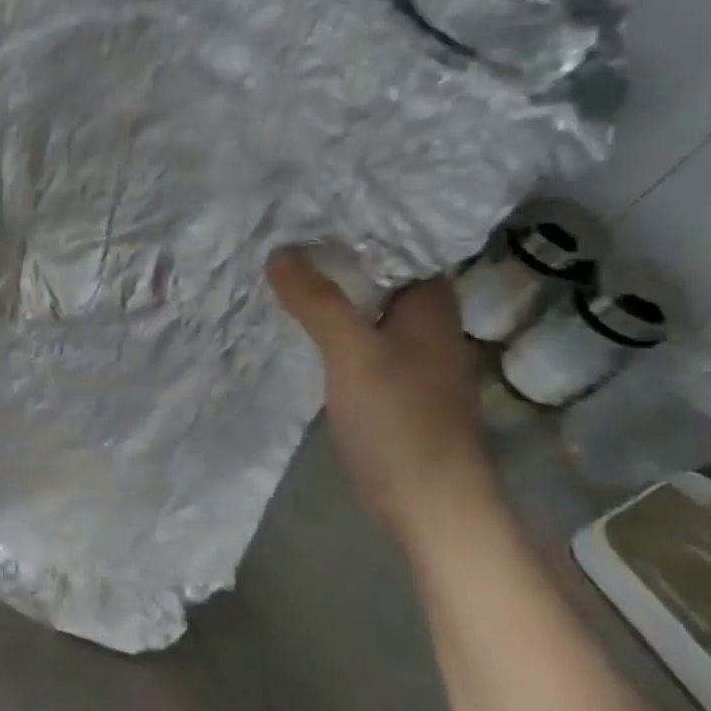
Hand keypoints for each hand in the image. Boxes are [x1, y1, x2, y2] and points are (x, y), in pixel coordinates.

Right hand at [267, 249, 501, 544]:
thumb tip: (279, 252)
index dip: (360, 224)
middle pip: (379, 274)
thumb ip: (318, 302)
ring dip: (331, 291)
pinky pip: (357, 337)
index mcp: (430, 305)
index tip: (313, 206)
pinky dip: (331, 325)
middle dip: (336, 255)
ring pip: (366, 307)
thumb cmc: (400, 420)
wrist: (429, 504)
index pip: (400, 244)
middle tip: (284, 230)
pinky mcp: (391, 384)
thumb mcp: (353, 353)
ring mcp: (409, 355)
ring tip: (282, 266)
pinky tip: (298, 321)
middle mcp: (425, 323)